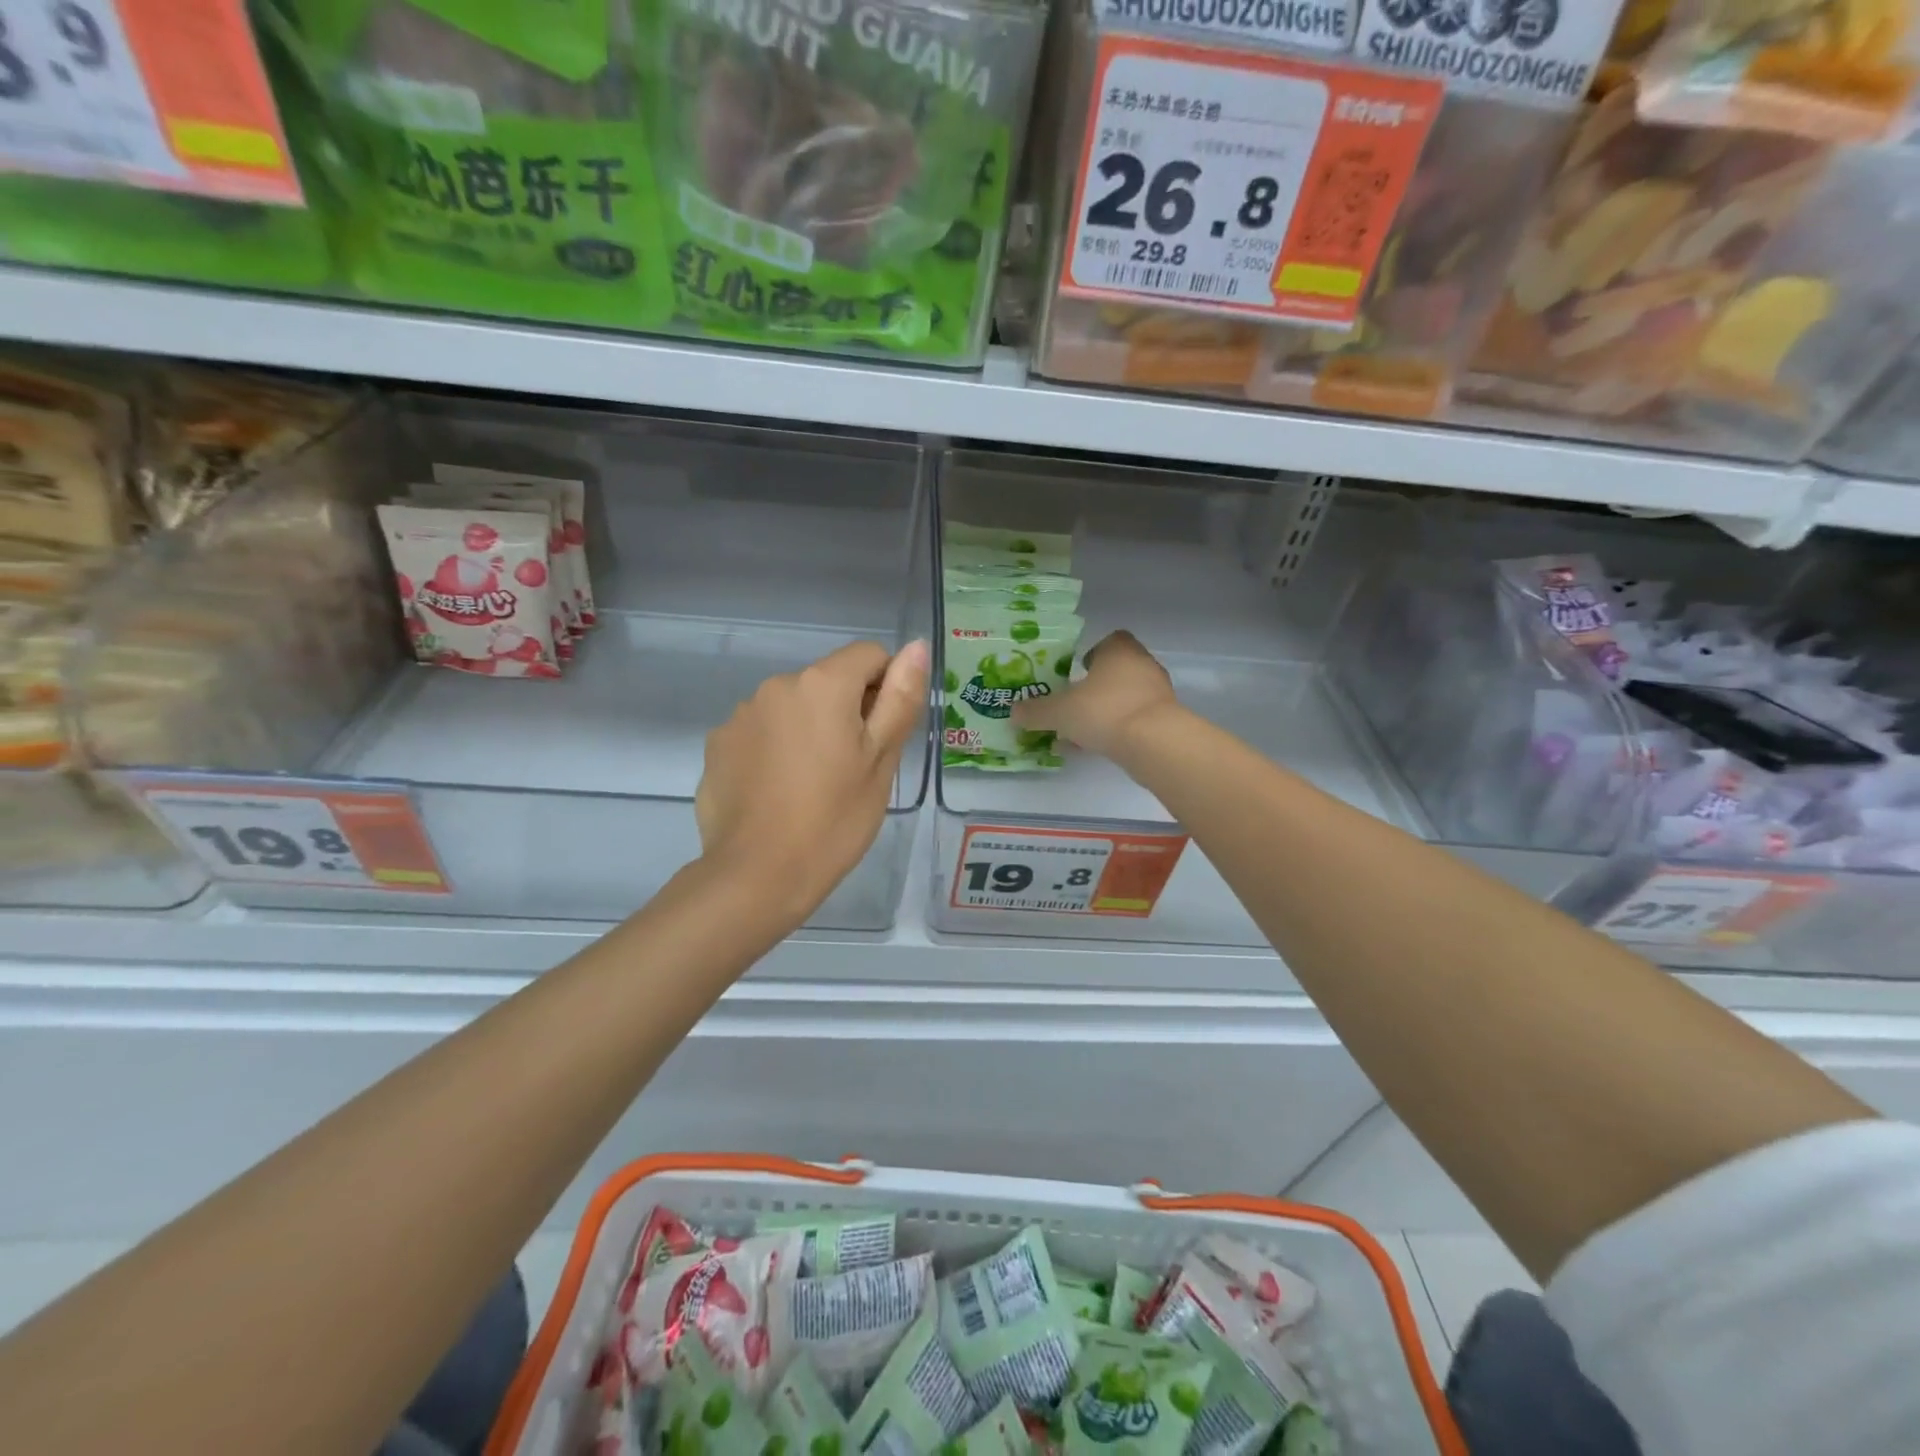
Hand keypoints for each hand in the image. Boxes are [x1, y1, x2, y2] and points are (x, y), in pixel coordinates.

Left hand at [696, 639, 928, 920]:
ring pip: (793, 708)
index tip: (880, 738)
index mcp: (822, 684)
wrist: (756, 876)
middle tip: (850, 770)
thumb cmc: (833, 820)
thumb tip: (915, 647)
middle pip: (828, 681)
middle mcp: (777, 686)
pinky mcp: (718, 744)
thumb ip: (899, 698)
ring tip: (811, 786)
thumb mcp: (880, 761)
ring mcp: (741, 715)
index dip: (885, 689)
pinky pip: (761, 733)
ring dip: (808, 729)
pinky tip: (776, 793)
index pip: (869, 656)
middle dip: (845, 712)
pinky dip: (775, 750)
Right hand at [1012, 630, 1176, 757]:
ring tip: (1080, 731)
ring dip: (1105, 710)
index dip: (1092, 654)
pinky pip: (1135, 719)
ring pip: (1125, 697)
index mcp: (1119, 651)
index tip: (1076, 672)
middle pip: (1116, 671)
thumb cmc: (1104, 710)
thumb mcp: (1060, 712)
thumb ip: (1036, 711)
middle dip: (1095, 687)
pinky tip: (1097, 747)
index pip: (1110, 641)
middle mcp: (1142, 665)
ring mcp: (1158, 693)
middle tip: (1073, 703)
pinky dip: (1118, 729)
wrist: (1154, 743)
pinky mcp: (1165, 720)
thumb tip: (1013, 712)